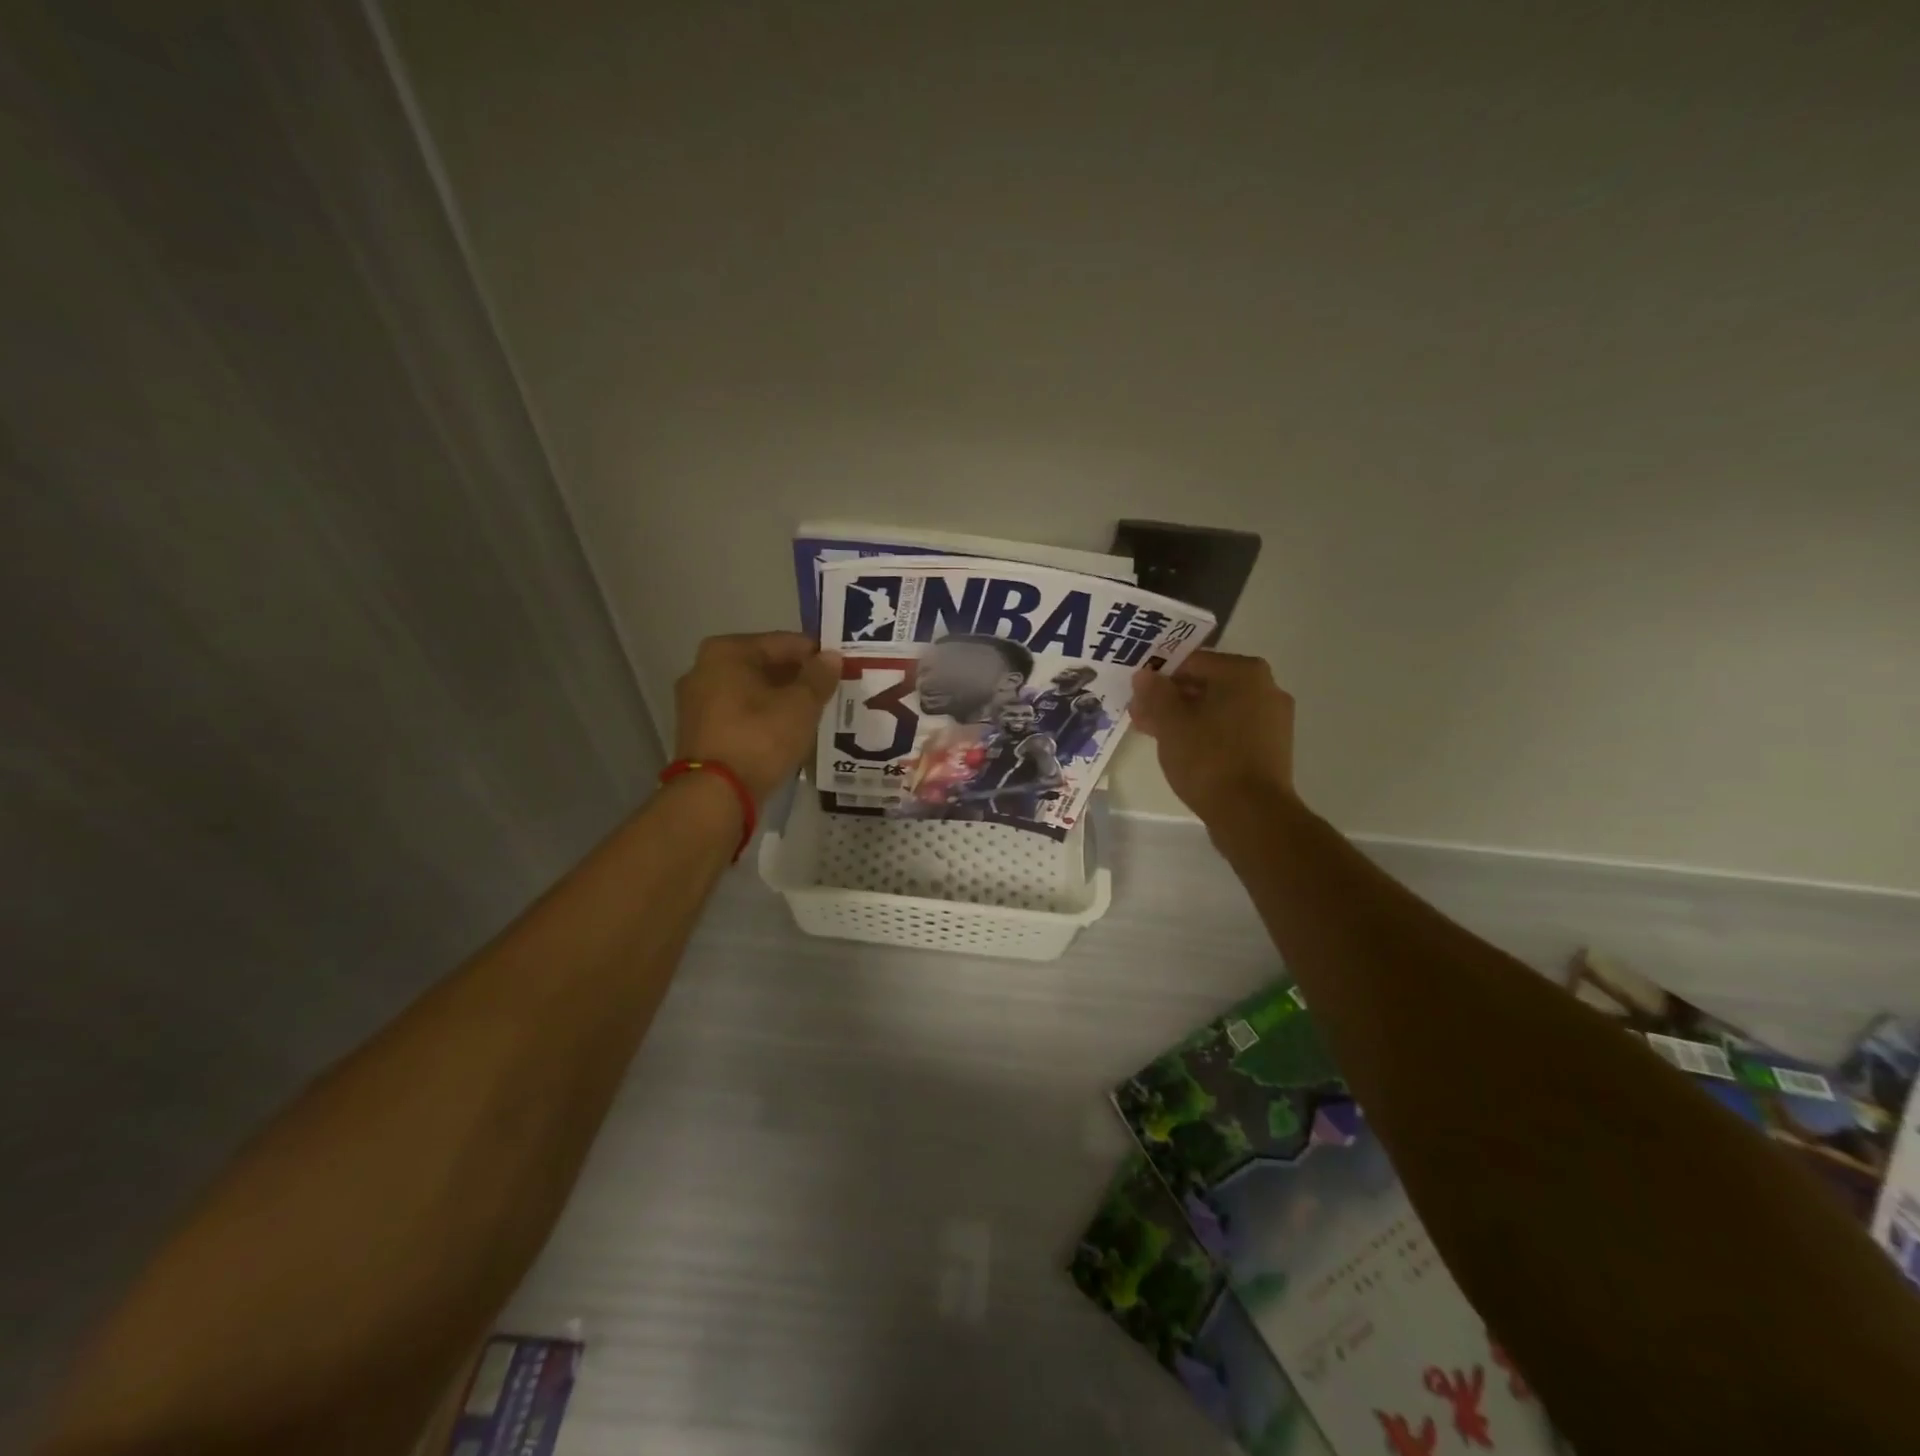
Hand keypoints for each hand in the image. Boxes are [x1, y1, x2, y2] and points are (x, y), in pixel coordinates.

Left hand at [673, 633, 840, 802]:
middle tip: (830, 691)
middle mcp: (704, 669)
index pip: (783, 642)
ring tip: (813, 713)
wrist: (714, 795)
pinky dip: (763, 718)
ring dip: (781, 699)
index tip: (840, 668)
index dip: (815, 654)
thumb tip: (831, 657)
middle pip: (764, 665)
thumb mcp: (800, 706)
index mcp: (726, 652)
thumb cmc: (759, 738)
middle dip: (796, 678)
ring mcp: (696, 702)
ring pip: (752, 691)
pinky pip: (740, 714)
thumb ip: (818, 677)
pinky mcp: (699, 731)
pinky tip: (787, 731)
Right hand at [1130, 651, 1296, 822]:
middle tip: (1141, 716)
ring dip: (1185, 717)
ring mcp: (1273, 718)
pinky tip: (1183, 750)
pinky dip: (1207, 733)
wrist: (1252, 814)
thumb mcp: (1170, 723)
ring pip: (1218, 708)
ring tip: (1156, 735)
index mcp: (1244, 672)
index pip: (1191, 661)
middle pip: (1206, 684)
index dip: (1158, 677)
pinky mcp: (1271, 746)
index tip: (1137, 696)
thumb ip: (1155, 693)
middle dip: (1170, 698)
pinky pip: (1231, 729)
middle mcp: (1266, 687)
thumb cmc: (1208, 759)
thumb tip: (1144, 675)